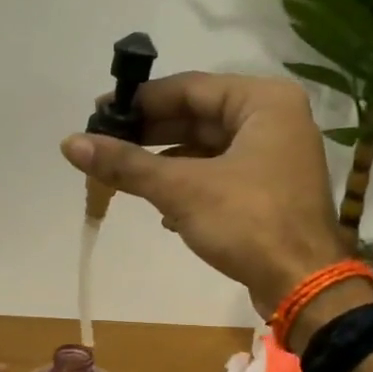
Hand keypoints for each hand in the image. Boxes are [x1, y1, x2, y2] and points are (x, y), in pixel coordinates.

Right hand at [62, 72, 352, 313]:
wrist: (303, 284)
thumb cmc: (248, 222)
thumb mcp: (181, 189)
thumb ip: (126, 164)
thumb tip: (69, 144)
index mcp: (263, 102)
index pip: (190, 87)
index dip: (141, 101)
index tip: (100, 114)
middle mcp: (274, 120)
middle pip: (198, 116)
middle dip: (150, 133)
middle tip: (105, 144)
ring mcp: (274, 157)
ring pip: (206, 148)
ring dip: (164, 162)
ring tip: (122, 176)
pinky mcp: (268, 190)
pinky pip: (218, 174)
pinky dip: (187, 185)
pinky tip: (160, 207)